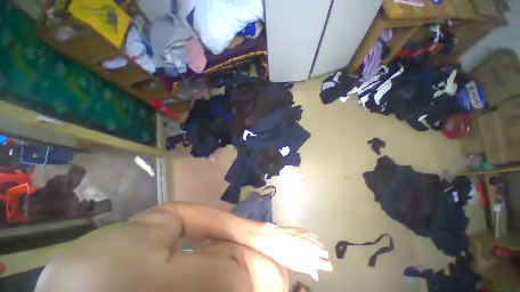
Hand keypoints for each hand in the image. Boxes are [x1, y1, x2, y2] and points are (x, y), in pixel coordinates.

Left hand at [253, 226, 332, 279]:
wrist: (276, 239)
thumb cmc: (285, 256)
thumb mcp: (296, 266)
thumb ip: (308, 270)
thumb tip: (316, 275)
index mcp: (313, 259)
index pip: (327, 265)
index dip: (327, 267)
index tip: (325, 268)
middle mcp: (314, 247)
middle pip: (326, 253)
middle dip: (323, 257)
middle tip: (318, 259)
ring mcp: (310, 237)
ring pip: (321, 244)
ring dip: (320, 249)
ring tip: (313, 251)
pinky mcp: (306, 230)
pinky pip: (315, 236)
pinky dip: (315, 241)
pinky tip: (309, 242)